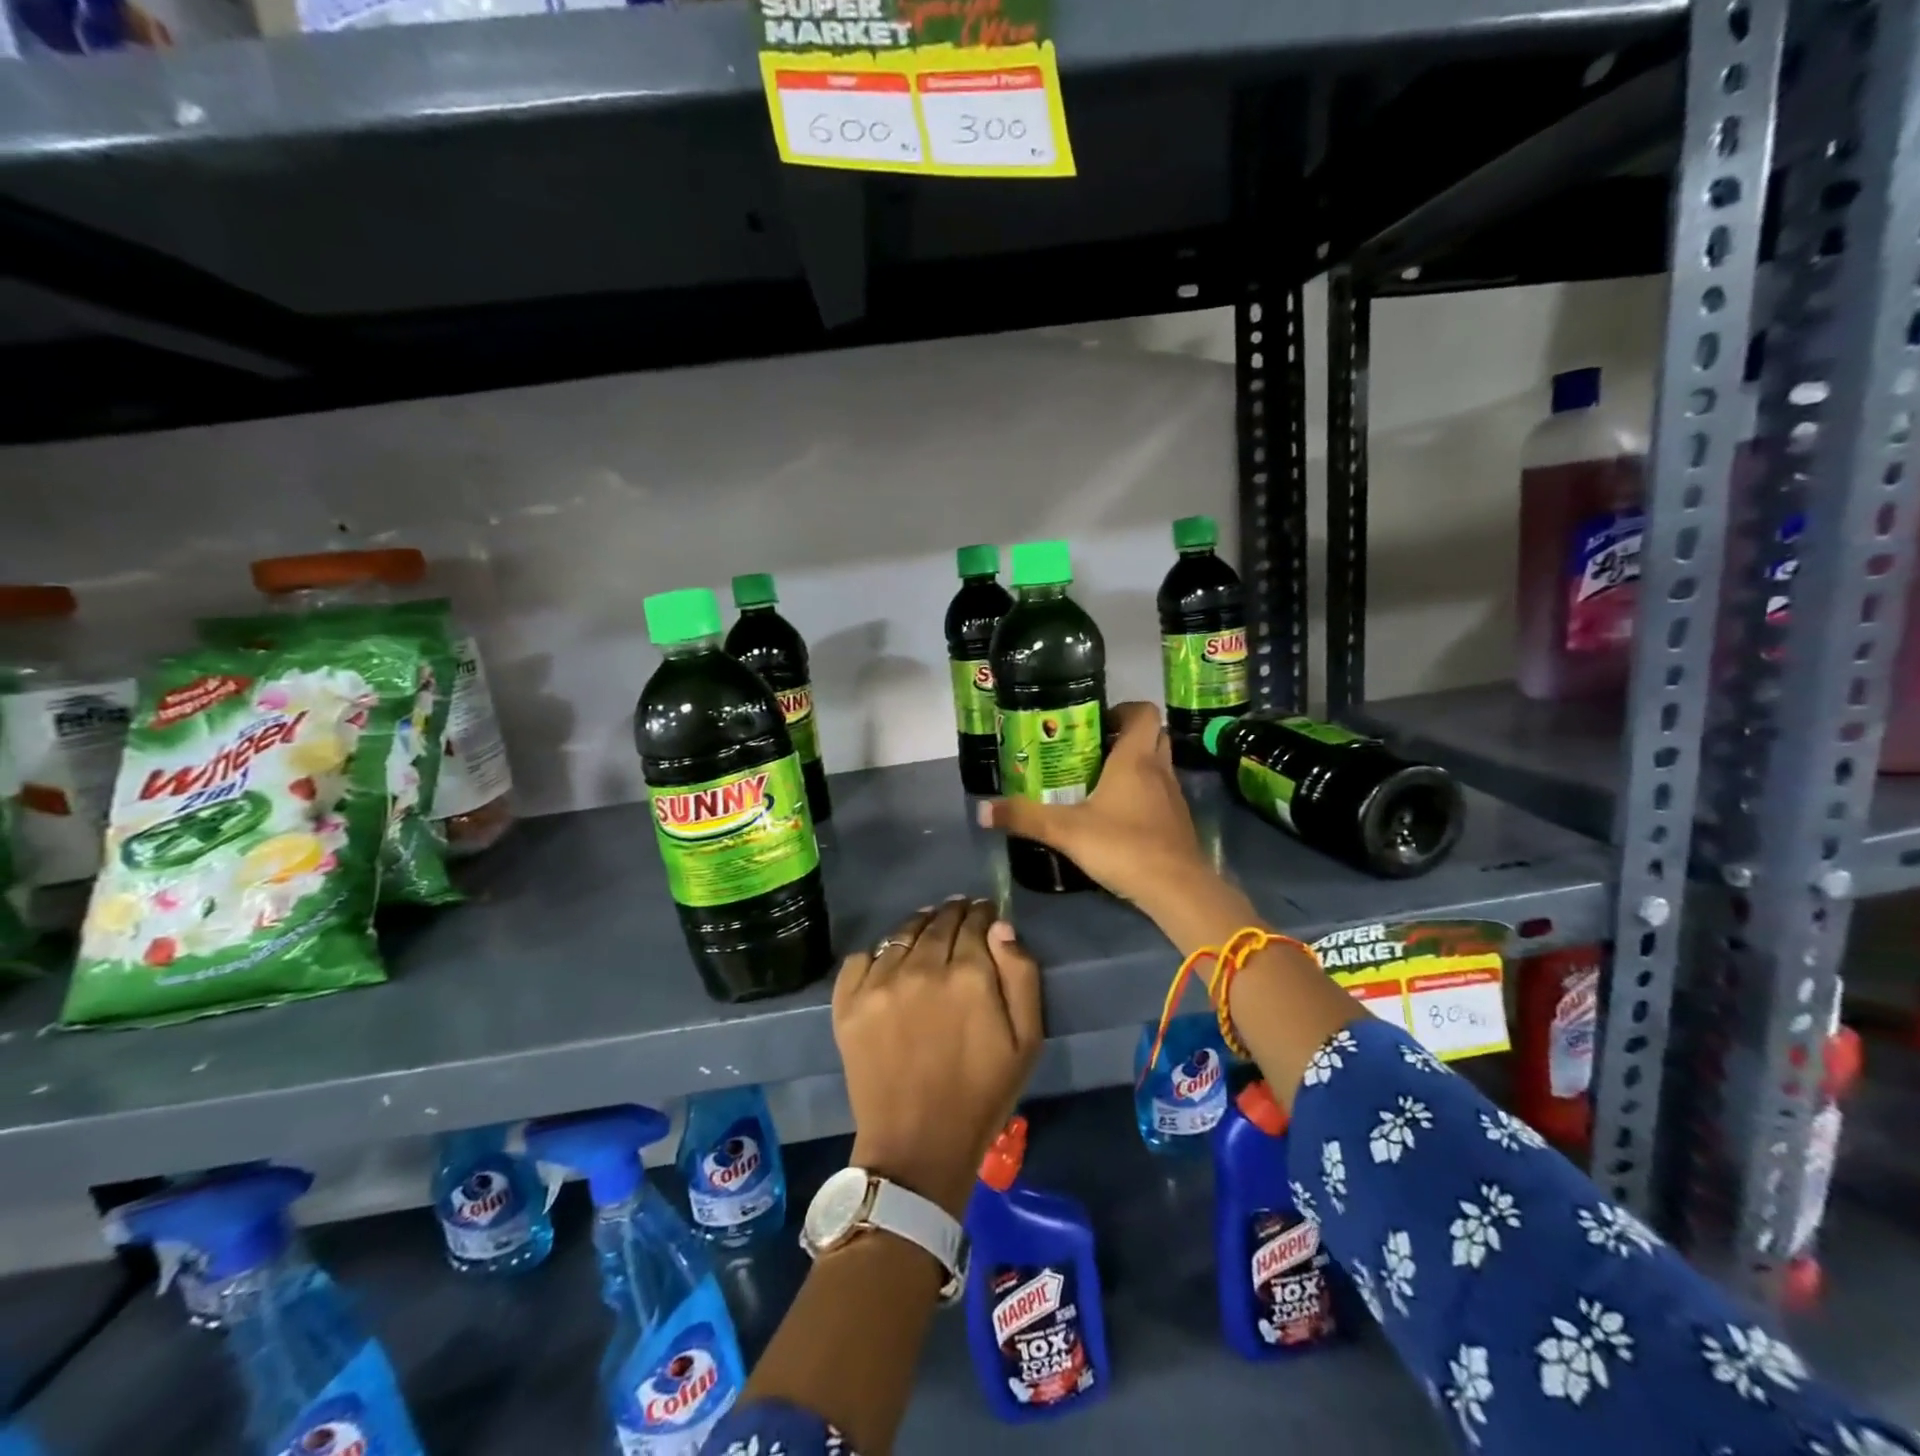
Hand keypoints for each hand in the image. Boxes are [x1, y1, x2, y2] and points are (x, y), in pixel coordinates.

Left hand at [833, 896, 1043, 1218]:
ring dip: (919, 925)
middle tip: (959, 913)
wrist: (917, 1145)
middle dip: (954, 913)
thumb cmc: (981, 1094)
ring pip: (901, 933)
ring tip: (927, 928)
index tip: (986, 914)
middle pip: (938, 921)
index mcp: (968, 975)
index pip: (976, 922)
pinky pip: (862, 957)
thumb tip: (1001, 927)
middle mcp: (922, 968)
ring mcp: (879, 984)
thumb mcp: (1026, 1041)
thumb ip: (1021, 975)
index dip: (983, 913)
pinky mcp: (848, 1003)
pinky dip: (878, 953)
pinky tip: (890, 963)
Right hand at [977, 701, 1211, 919]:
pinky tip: (1115, 816)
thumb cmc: (1123, 845)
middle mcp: (1159, 769)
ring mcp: (1173, 796)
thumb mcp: (1065, 831)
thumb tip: (983, 810)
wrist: (1177, 889)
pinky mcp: (1177, 822)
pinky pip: (1159, 793)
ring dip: (1133, 766)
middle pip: (1151, 736)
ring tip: (1097, 782)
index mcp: (1135, 758)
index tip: (1094, 723)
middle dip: (1124, 737)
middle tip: (1091, 751)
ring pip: (1157, 765)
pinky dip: (1141, 794)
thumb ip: (1025, 818)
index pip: (1143, 712)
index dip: (1122, 710)